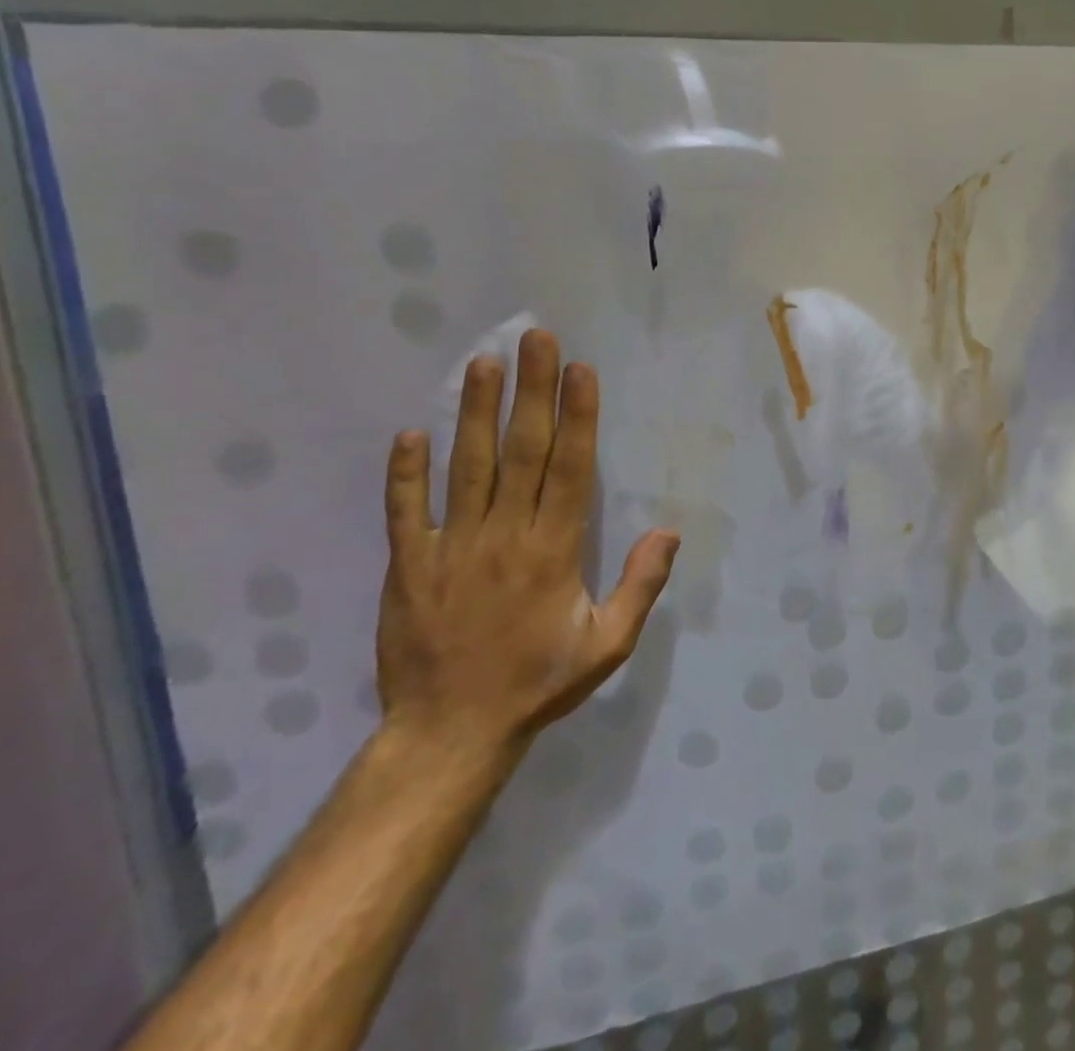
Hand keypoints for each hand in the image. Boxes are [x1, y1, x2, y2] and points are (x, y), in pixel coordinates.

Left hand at [377, 328, 678, 761]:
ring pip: (467, 468)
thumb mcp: (609, 644)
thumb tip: (669, 530)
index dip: (577, 416)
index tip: (580, 370)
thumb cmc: (538, 683)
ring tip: (484, 363)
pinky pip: (406, 512)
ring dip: (476, 413)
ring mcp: (452, 548)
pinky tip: (410, 433)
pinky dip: (405, 473)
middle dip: (532, 392)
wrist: (449, 734)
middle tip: (536, 340)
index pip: (569, 468)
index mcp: (554, 551)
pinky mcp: (408, 566)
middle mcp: (505, 536)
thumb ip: (641, 586)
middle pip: (521, 451)